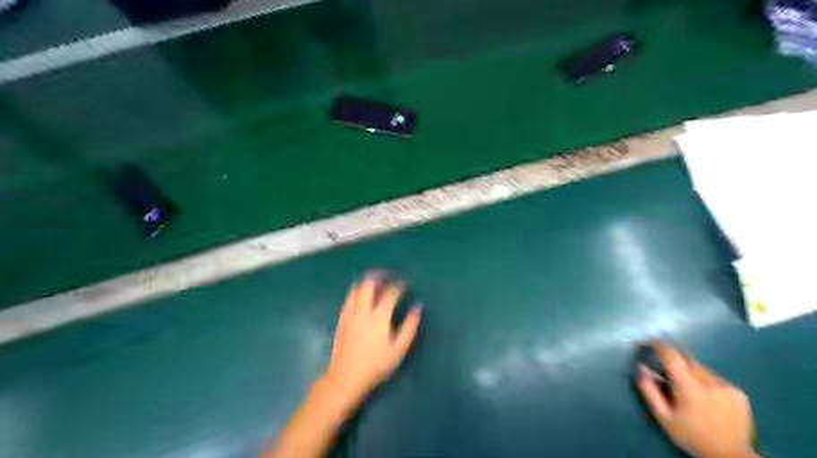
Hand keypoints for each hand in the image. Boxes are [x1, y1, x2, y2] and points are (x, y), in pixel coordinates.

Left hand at [320, 274, 419, 401]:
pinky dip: (356, 291)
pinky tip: (361, 295)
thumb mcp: (399, 349)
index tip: (404, 284)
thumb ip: (410, 326)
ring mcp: (350, 313)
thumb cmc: (376, 365)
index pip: (390, 293)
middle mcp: (363, 310)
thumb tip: (418, 307)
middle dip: (379, 276)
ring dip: (367, 282)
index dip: (398, 286)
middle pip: (369, 284)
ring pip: (357, 288)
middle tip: (387, 276)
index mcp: (379, 317)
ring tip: (375, 282)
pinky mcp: (342, 319)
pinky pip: (348, 298)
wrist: (346, 377)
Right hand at [637, 342, 758, 456]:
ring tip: (686, 386)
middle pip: (687, 359)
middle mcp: (709, 382)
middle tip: (667, 366)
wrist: (731, 457)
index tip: (652, 340)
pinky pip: (715, 377)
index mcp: (690, 388)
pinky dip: (705, 380)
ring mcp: (727, 387)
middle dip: (675, 359)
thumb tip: (641, 368)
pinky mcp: (738, 393)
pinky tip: (705, 395)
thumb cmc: (691, 436)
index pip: (673, 357)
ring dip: (690, 370)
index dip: (661, 346)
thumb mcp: (664, 417)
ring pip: (702, 368)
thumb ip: (649, 391)